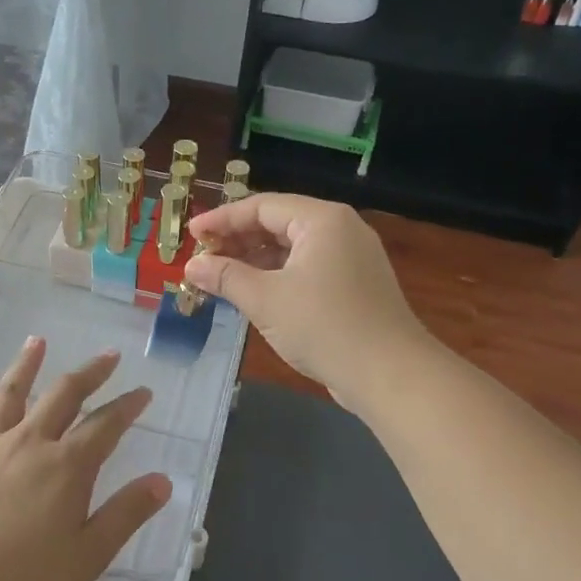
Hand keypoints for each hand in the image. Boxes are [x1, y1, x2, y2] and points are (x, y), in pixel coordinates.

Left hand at [0, 338, 173, 580]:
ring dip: (27, 365)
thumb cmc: (27, 579)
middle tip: (108, 355)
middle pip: (63, 395)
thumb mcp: (90, 554)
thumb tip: (163, 480)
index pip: (105, 425)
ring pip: (12, 394)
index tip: (143, 391)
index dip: (128, 406)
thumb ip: (127, 514)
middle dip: (89, 373)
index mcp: (67, 466)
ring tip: (37, 341)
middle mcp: (30, 443)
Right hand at [185, 193, 432, 408]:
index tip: (190, 233)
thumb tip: (191, 266)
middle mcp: (340, 230)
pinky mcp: (354, 286)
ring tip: (219, 276)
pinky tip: (252, 293)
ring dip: (254, 260)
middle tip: (202, 257)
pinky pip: (306, 269)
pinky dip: (276, 276)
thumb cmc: (324, 326)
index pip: (261, 206)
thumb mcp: (265, 299)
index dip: (222, 219)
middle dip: (237, 240)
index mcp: (322, 220)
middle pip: (278, 223)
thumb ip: (225, 276)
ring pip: (292, 249)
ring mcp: (351, 258)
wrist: (390, 374)